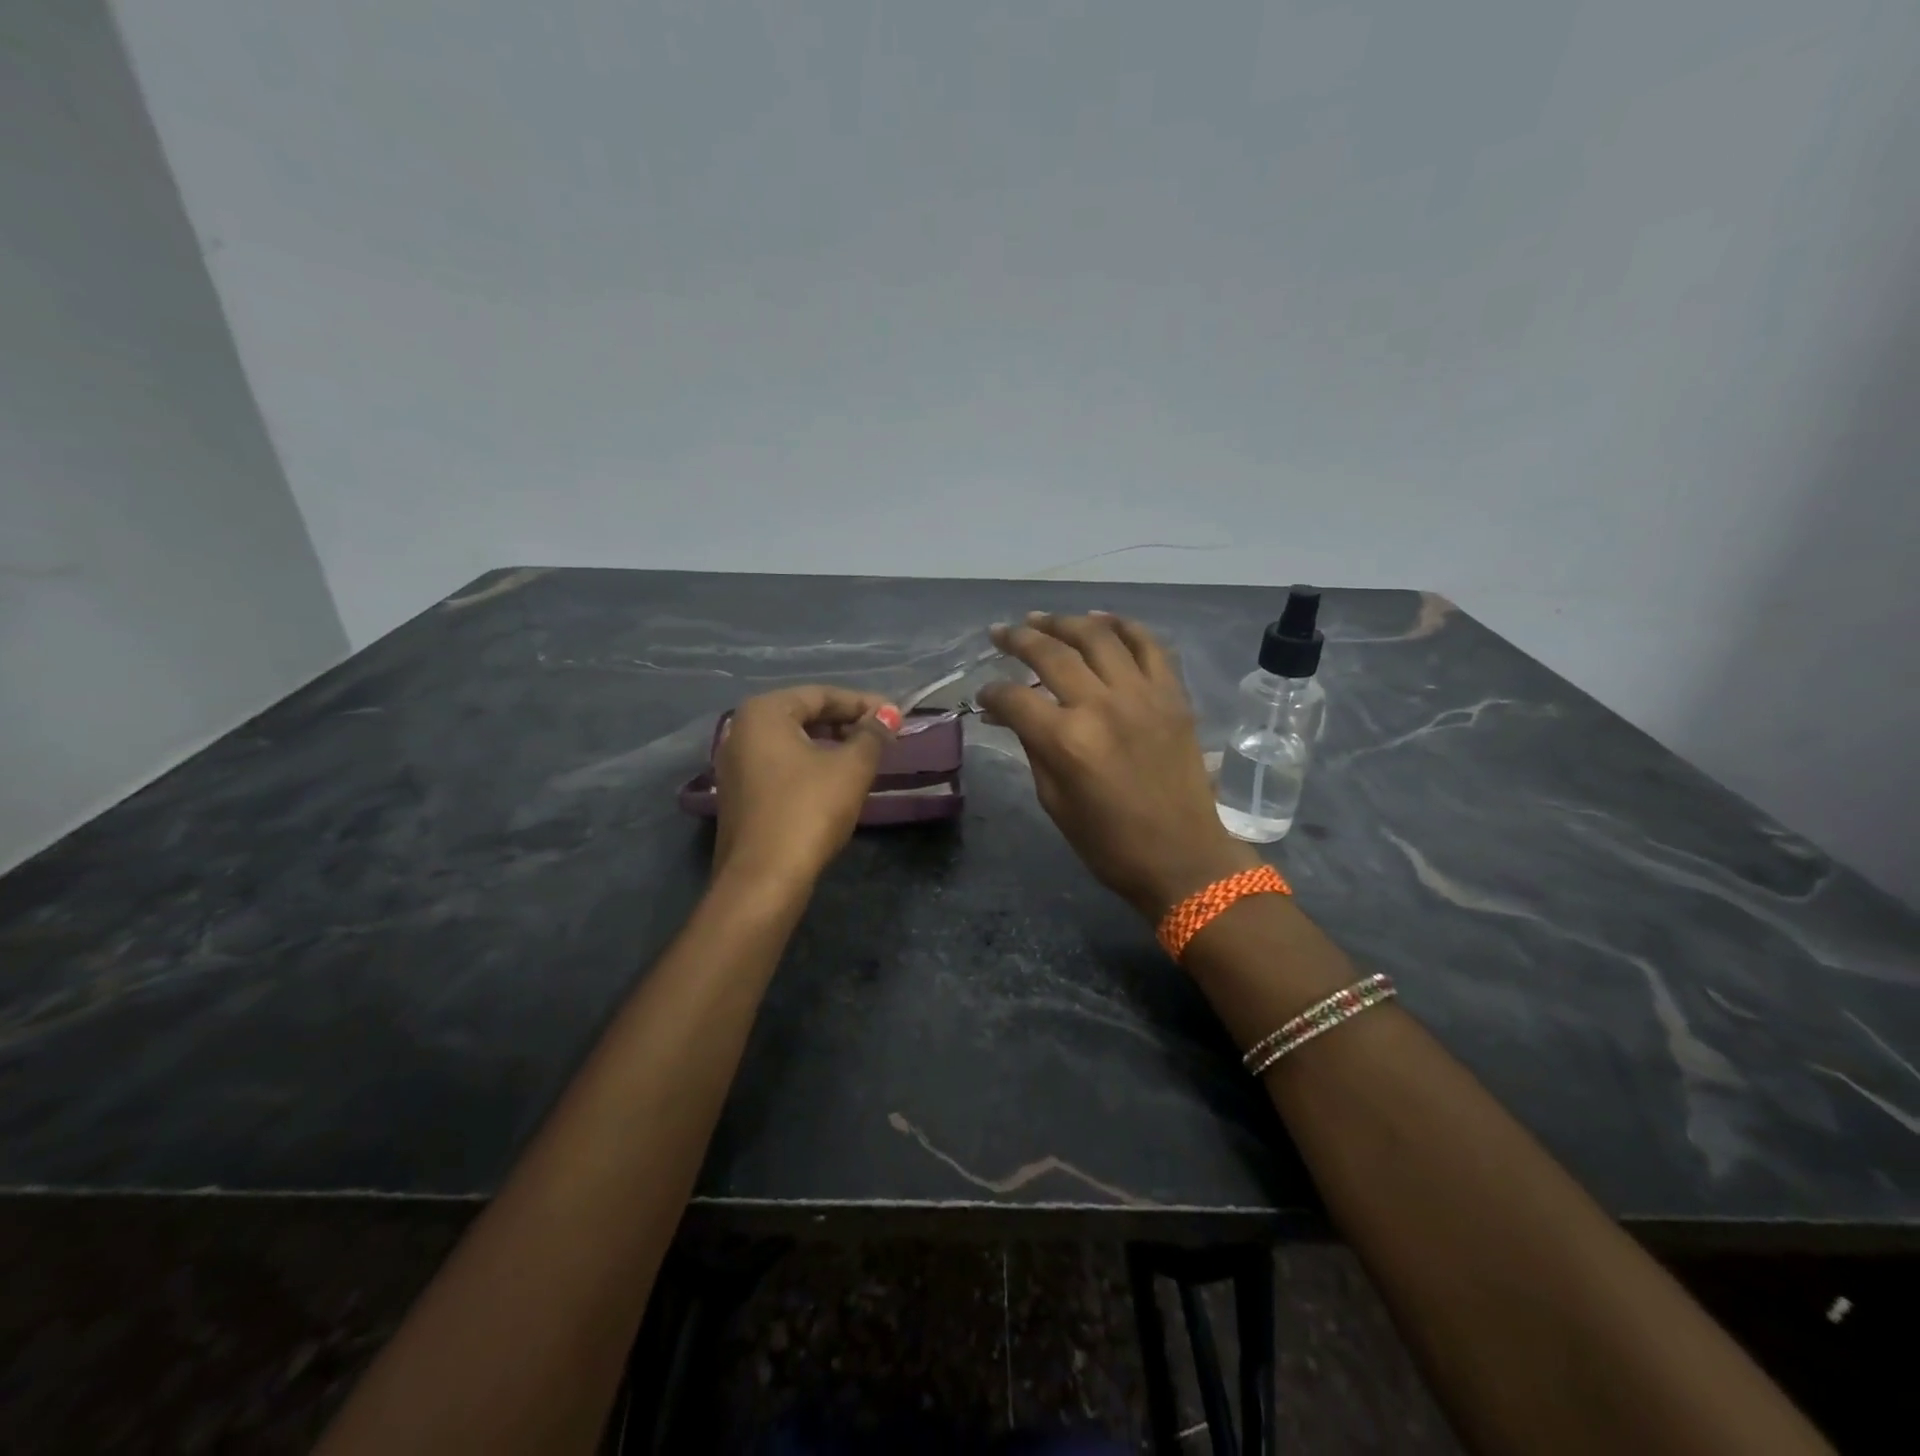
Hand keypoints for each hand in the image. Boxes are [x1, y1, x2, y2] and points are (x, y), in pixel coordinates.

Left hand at [712, 685, 900, 887]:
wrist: (764, 878)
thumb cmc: (809, 810)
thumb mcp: (851, 768)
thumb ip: (872, 735)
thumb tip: (887, 715)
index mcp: (764, 713)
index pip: (822, 695)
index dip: (863, 704)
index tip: (896, 717)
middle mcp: (741, 730)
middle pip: (803, 715)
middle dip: (845, 723)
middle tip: (882, 736)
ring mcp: (734, 764)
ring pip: (792, 742)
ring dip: (830, 745)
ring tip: (865, 757)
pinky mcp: (738, 794)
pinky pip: (780, 765)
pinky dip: (810, 765)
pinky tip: (835, 780)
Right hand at [977, 612, 1257, 919]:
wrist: (1182, 857)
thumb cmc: (1108, 843)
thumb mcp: (1053, 801)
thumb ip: (1031, 747)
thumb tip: (1007, 714)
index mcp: (1066, 741)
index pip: (1015, 698)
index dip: (991, 692)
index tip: (984, 695)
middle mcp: (1102, 706)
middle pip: (1052, 654)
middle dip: (1018, 639)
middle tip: (1000, 634)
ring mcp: (1143, 695)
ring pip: (1098, 637)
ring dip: (1064, 622)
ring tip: (1041, 620)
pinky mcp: (1173, 695)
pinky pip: (1148, 645)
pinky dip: (1122, 626)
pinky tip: (1099, 620)